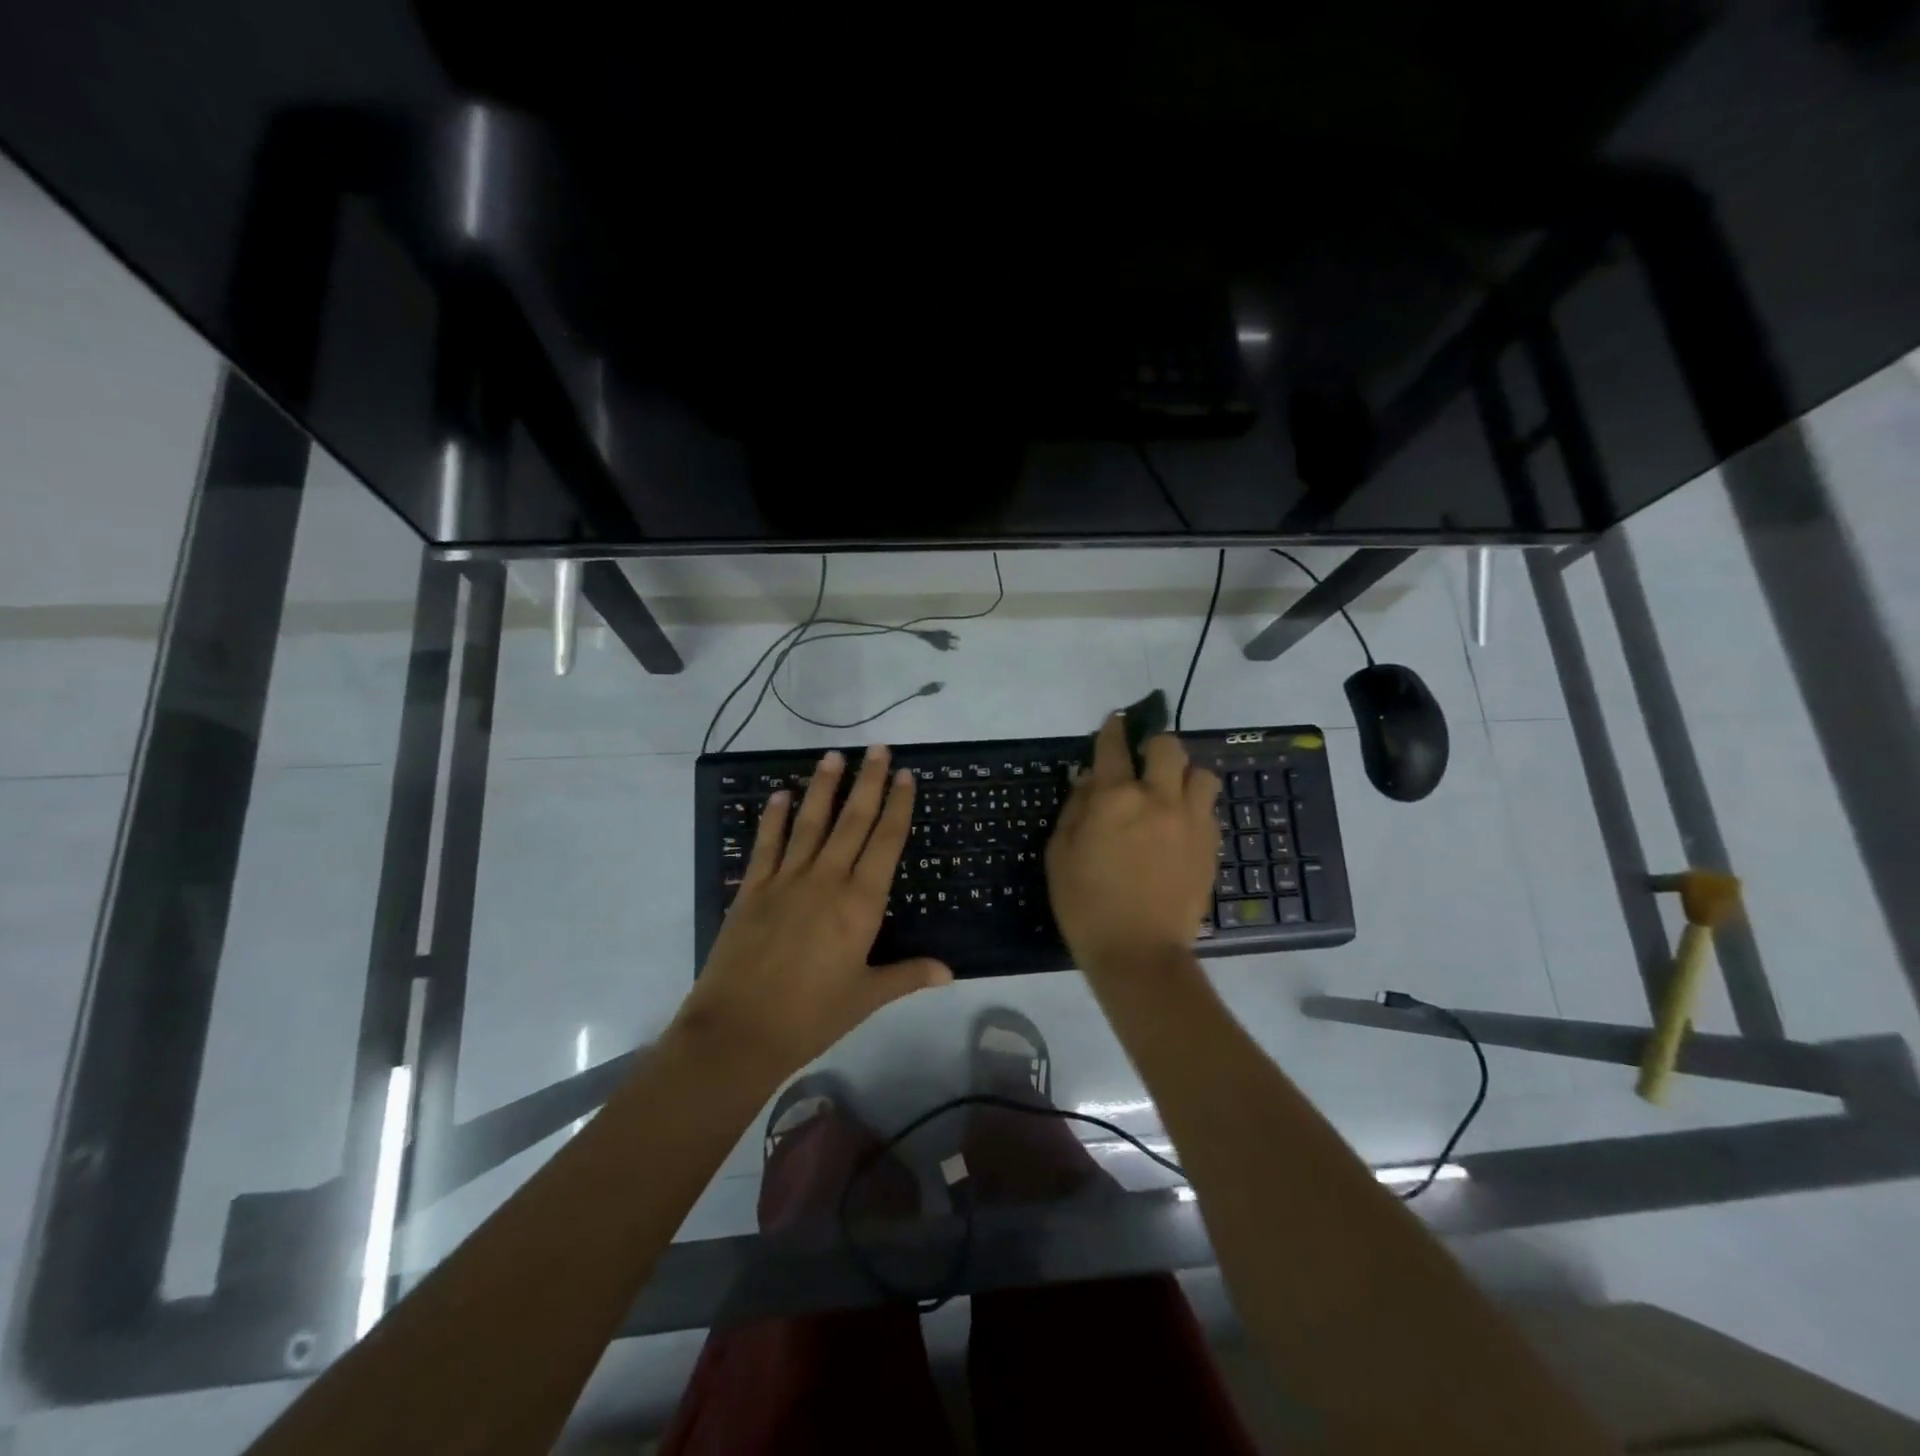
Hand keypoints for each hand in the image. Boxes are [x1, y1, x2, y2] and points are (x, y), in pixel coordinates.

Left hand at [676, 745, 951, 1076]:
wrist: (738, 1031)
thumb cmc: (811, 1017)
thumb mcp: (866, 997)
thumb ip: (907, 975)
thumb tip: (949, 971)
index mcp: (860, 904)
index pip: (886, 843)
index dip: (898, 806)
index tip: (905, 776)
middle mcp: (826, 880)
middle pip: (853, 821)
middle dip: (868, 781)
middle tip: (877, 747)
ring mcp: (786, 880)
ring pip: (810, 823)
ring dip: (823, 787)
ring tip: (833, 755)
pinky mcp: (752, 889)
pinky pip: (766, 845)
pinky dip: (773, 818)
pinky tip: (779, 795)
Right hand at [1046, 714, 1219, 981]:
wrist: (1139, 953)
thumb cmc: (1085, 905)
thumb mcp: (1059, 854)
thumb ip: (1075, 809)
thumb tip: (1089, 781)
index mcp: (1114, 798)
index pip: (1114, 747)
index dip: (1112, 729)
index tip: (1114, 722)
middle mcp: (1158, 798)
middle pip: (1168, 746)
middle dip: (1153, 745)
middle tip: (1143, 762)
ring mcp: (1191, 821)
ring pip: (1201, 773)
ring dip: (1184, 774)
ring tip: (1170, 792)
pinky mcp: (1211, 845)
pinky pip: (1209, 808)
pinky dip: (1195, 806)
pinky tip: (1180, 825)